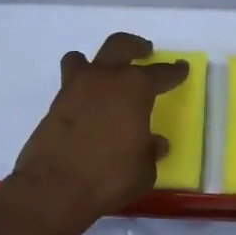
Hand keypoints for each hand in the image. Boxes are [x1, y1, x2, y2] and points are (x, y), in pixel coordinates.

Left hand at [6, 32, 188, 232]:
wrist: (54, 189)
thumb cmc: (109, 176)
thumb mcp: (143, 170)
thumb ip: (150, 151)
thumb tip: (154, 143)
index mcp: (134, 88)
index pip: (161, 73)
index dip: (174, 71)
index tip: (181, 68)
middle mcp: (105, 79)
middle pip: (120, 46)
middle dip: (135, 46)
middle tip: (144, 52)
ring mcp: (75, 89)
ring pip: (83, 58)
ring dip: (97, 63)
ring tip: (104, 74)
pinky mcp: (54, 106)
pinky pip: (69, 85)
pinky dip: (80, 89)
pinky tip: (88, 106)